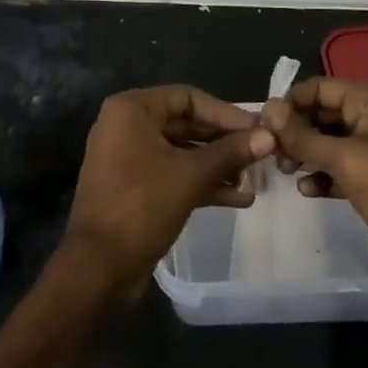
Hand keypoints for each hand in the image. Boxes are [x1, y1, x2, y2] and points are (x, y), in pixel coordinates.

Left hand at [63, 86, 273, 293]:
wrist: (97, 269)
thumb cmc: (141, 205)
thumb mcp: (191, 175)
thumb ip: (230, 152)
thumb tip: (269, 136)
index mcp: (132, 109)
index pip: (188, 98)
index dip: (225, 113)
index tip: (257, 128)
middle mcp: (127, 126)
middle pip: (186, 124)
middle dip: (224, 141)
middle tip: (260, 152)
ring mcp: (129, 158)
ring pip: (182, 152)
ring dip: (217, 165)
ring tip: (254, 178)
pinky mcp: (135, 187)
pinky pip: (173, 174)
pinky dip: (201, 182)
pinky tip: (238, 198)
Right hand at [261, 77, 367, 291]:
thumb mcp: (345, 159)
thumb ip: (303, 135)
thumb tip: (267, 109)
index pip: (320, 87)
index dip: (291, 102)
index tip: (264, 124)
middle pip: (323, 112)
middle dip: (296, 130)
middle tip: (271, 151)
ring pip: (329, 140)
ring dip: (305, 152)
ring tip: (284, 169)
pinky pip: (339, 165)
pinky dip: (322, 173)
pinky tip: (307, 189)